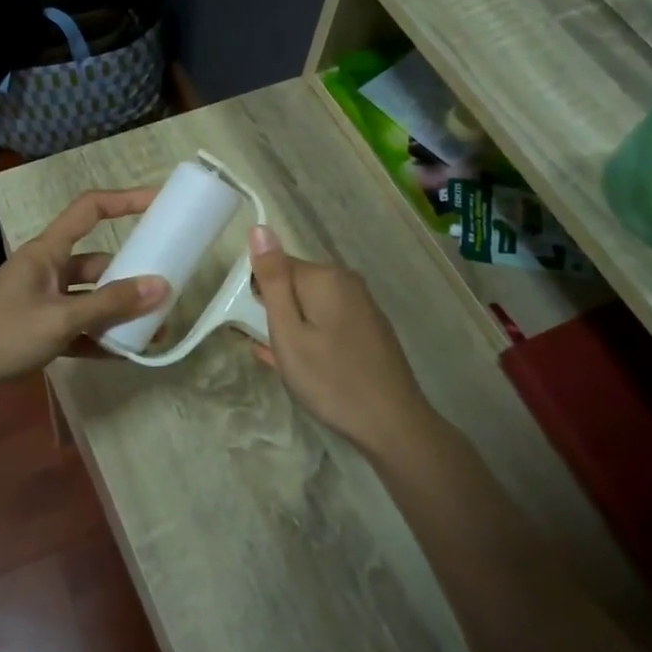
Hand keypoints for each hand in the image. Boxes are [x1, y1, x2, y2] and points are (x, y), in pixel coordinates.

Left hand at [0, 190, 169, 388]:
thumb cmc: (1, 333)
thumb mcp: (60, 318)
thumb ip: (110, 304)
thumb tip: (162, 287)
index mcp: (47, 251)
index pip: (90, 209)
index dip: (125, 200)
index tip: (159, 203)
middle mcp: (46, 270)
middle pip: (97, 263)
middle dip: (130, 277)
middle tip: (165, 292)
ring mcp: (41, 301)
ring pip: (89, 299)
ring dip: (117, 313)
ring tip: (152, 331)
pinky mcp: (36, 330)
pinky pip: (77, 327)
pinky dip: (97, 338)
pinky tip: (122, 354)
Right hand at [249, 225, 436, 459]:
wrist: (391, 423)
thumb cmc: (330, 380)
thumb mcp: (288, 332)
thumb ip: (272, 280)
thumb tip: (260, 228)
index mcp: (325, 277)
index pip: (275, 267)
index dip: (259, 298)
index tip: (260, 330)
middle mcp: (347, 281)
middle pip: (294, 285)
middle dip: (278, 313)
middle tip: (276, 351)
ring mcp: (362, 304)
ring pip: (311, 306)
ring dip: (294, 328)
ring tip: (292, 366)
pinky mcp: (369, 326)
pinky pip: (329, 321)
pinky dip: (313, 337)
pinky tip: (308, 367)